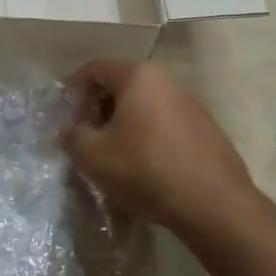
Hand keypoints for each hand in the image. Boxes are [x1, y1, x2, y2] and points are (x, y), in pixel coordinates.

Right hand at [62, 60, 254, 235]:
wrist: (213, 205)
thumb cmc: (145, 170)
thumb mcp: (92, 155)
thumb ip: (72, 135)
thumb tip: (72, 130)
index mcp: (139, 77)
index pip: (95, 69)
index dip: (72, 90)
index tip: (62, 115)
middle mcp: (168, 83)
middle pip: (122, 86)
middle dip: (97, 108)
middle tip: (83, 136)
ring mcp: (192, 106)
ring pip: (145, 107)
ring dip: (123, 124)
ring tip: (111, 154)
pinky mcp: (208, 132)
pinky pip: (165, 126)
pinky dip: (147, 138)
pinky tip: (142, 167)